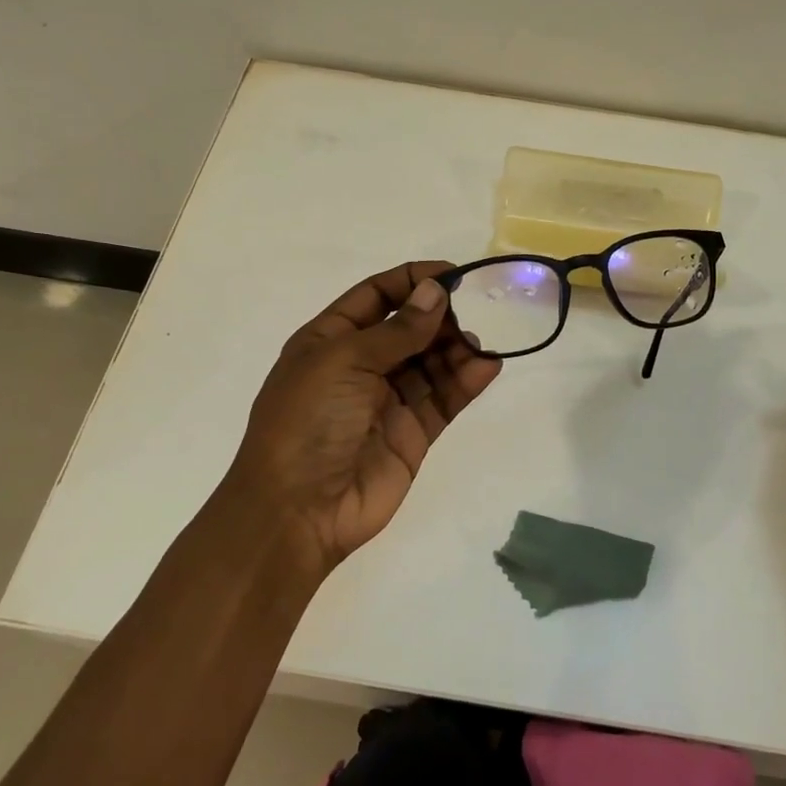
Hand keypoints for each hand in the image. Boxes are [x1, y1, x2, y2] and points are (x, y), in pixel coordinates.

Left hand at [223, 261, 501, 571]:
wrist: (298, 511)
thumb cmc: (308, 421)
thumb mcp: (344, 361)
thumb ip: (397, 329)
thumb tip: (436, 292)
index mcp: (330, 340)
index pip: (376, 296)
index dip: (411, 281)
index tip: (452, 274)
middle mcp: (359, 366)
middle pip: (408, 328)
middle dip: (438, 317)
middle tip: (467, 314)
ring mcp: (387, 401)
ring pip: (430, 363)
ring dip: (455, 349)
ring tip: (476, 346)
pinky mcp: (412, 433)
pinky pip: (443, 399)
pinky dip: (466, 382)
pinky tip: (487, 366)